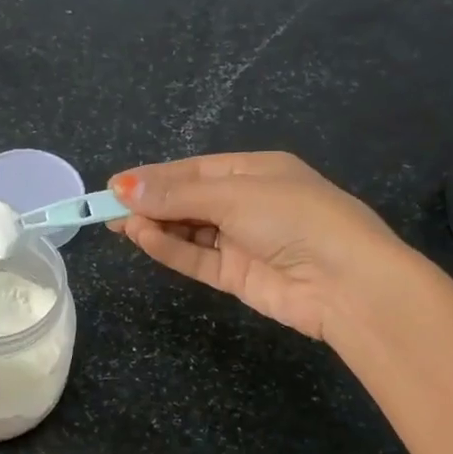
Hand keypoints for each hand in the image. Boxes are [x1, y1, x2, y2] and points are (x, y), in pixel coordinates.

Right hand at [110, 152, 403, 341]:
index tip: (114, 185)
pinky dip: (169, 249)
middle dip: (150, 202)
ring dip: (155, 226)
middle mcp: (247, 203)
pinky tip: (142, 239)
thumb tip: (122, 187)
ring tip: (118, 225)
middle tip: (107, 209)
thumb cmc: (294, 217)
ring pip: (188, 230)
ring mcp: (242, 241)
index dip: (154, 177)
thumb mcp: (234, 196)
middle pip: (188, 200)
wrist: (345, 282)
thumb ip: (177, 195)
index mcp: (255, 170)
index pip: (194, 170)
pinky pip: (196, 257)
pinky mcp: (237, 276)